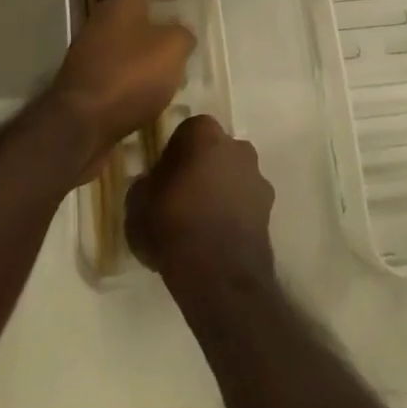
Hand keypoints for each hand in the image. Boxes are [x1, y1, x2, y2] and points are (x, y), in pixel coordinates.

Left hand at [50, 0, 193, 155]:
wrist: (81, 123)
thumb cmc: (130, 74)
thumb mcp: (172, 49)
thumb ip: (183, 34)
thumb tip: (182, 32)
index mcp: (121, 2)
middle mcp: (101, 19)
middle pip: (133, 13)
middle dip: (155, 20)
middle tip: (182, 30)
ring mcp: (89, 50)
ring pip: (123, 42)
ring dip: (143, 50)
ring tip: (170, 63)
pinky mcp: (84, 80)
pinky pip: (115, 69)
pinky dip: (130, 75)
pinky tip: (148, 89)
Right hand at [126, 114, 274, 279]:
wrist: (218, 275)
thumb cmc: (172, 225)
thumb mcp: (137, 204)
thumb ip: (144, 185)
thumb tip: (151, 184)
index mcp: (203, 132)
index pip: (186, 132)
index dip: (173, 155)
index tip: (163, 178)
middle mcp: (236, 145)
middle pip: (214, 152)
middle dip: (201, 169)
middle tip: (182, 199)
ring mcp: (257, 177)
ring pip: (233, 177)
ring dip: (221, 192)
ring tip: (201, 225)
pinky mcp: (269, 210)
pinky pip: (245, 205)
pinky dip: (234, 216)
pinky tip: (217, 240)